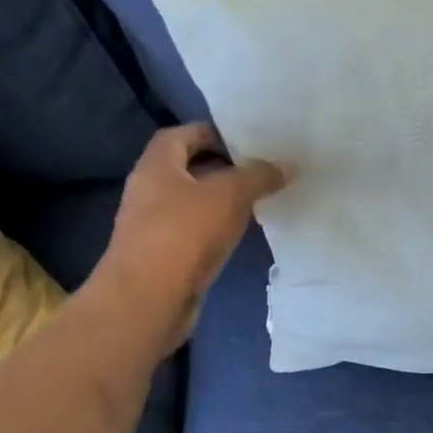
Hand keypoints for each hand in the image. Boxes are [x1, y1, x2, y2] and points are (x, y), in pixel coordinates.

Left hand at [87, 123, 285, 354]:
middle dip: (221, 168)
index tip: (246, 141)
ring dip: (219, 202)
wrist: (149, 299)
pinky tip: (238, 237)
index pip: (181, 135)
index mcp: (157, 166)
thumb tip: (284, 165)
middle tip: (258, 172)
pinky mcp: (162, 257)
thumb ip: (258, 176)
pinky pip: (192, 233)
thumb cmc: (184, 234)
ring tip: (255, 203)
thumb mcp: (229, 195)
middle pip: (186, 169)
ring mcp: (152, 227)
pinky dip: (214, 230)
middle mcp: (148, 191)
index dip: (211, 133)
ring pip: (191, 203)